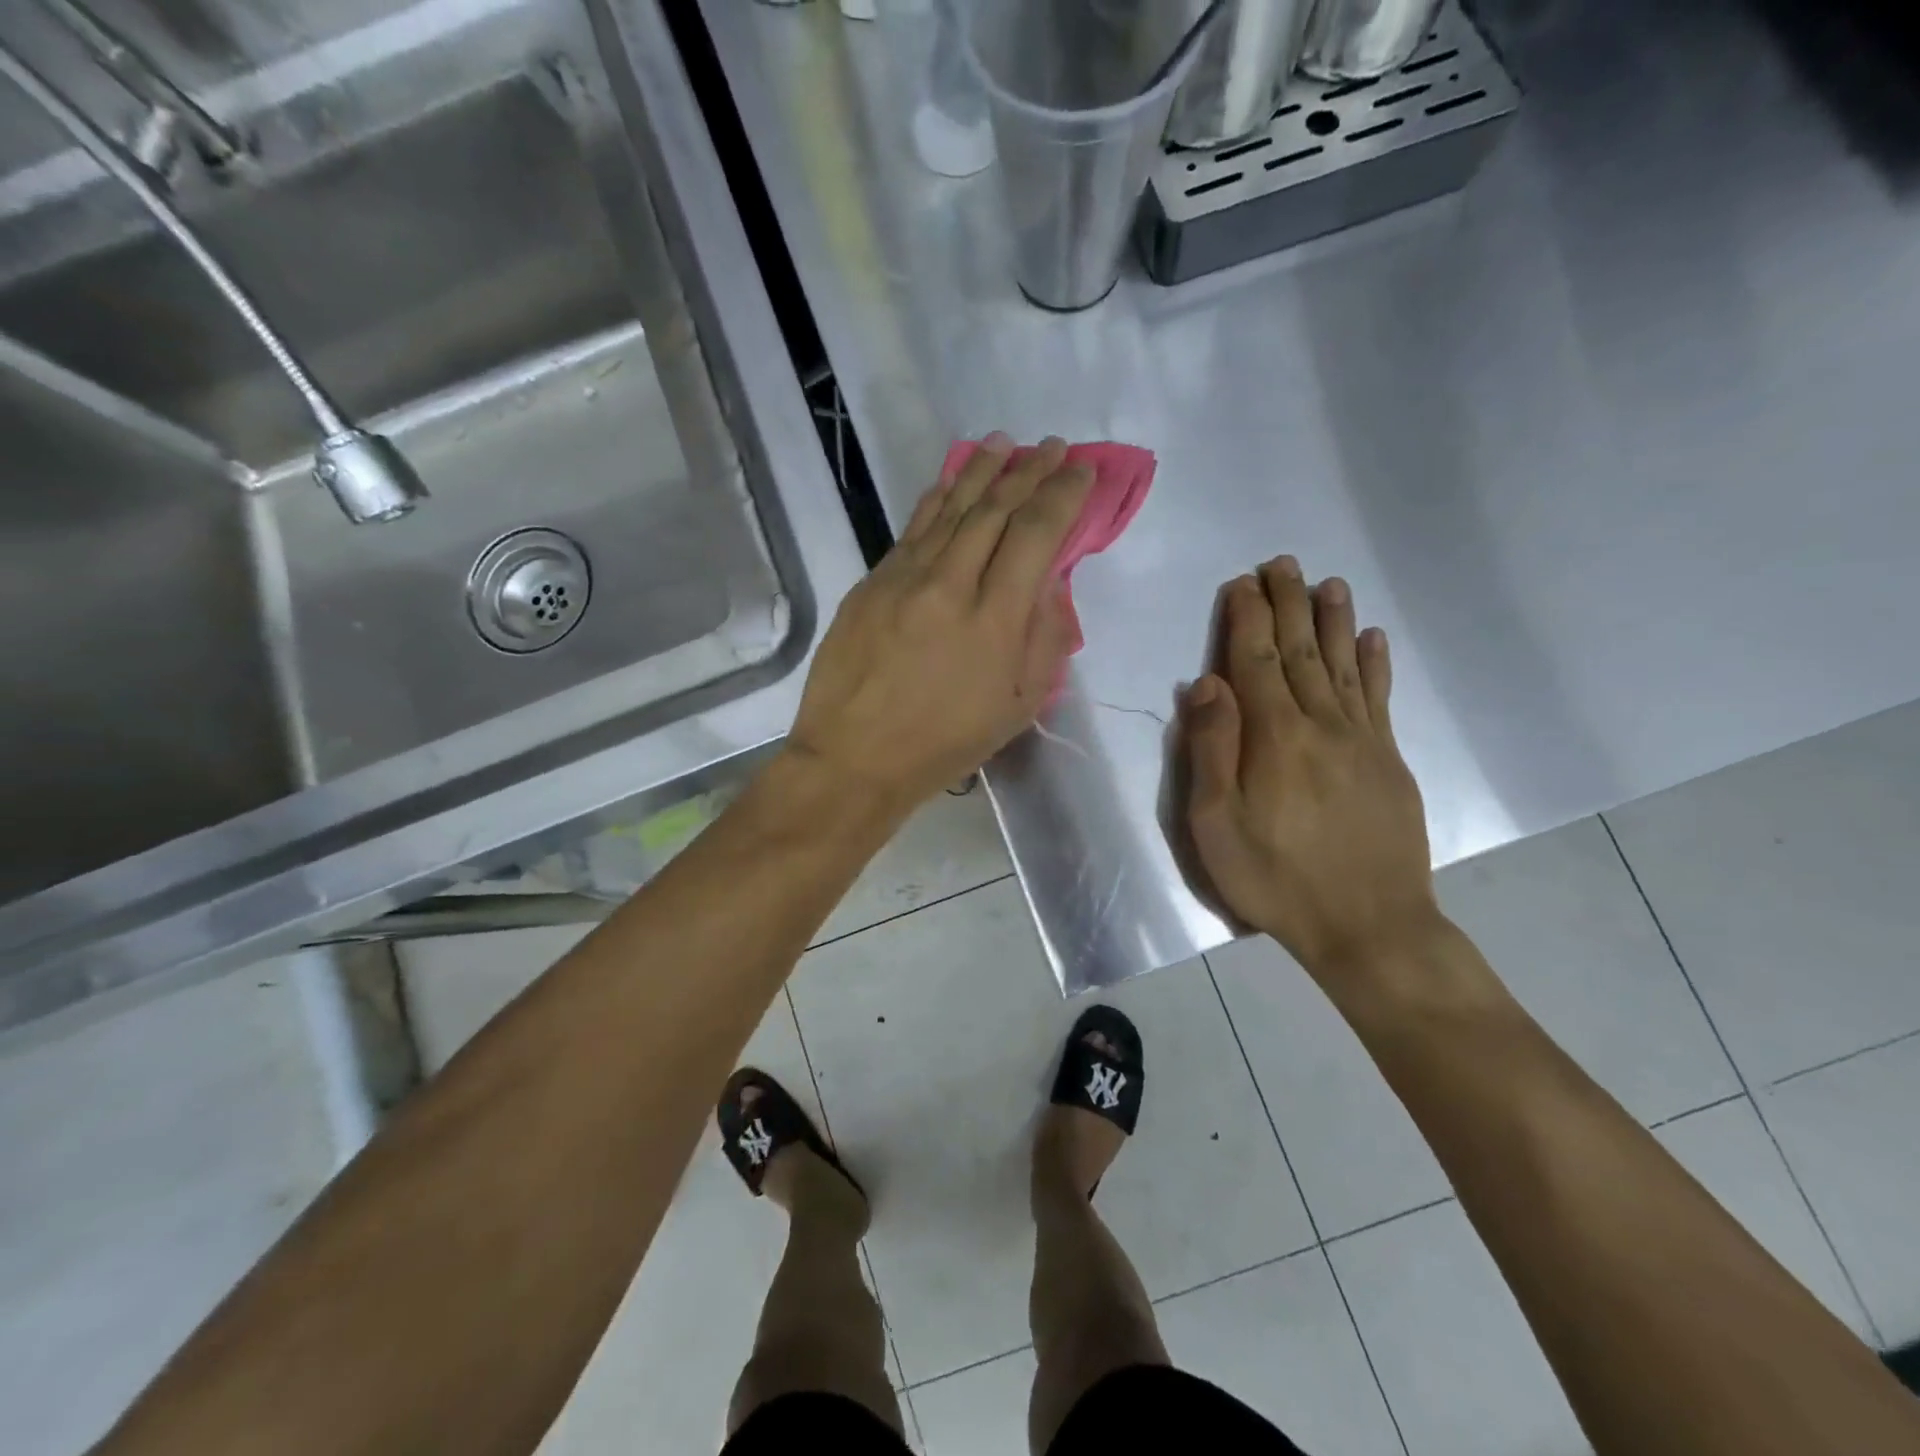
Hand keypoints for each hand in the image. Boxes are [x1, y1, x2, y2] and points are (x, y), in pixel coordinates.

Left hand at [787, 434, 1093, 813]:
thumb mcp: (1016, 707)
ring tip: (1006, 444)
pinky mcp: (871, 583)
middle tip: (1051, 446)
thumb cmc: (944, 744)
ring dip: (983, 471)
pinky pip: (912, 528)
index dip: (1062, 495)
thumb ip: (1042, 640)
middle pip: (995, 510)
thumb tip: (1050, 585)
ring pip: (950, 509)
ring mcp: (903, 579)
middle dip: (1029, 472)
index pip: (1036, 534)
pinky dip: (937, 499)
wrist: (854, 758)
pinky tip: (952, 480)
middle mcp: (949, 585)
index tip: (1080, 470)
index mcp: (994, 621)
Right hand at [1183, 557, 1438, 979]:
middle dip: (1288, 604)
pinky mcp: (1389, 760)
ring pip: (1344, 664)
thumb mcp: (1216, 824)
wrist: (1369, 926)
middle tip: (1282, 563)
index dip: (1246, 619)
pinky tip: (1373, 638)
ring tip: (1327, 583)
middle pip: (1302, 651)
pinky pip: (1380, 698)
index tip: (1240, 583)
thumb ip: (1211, 749)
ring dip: (1333, 620)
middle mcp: (1321, 724)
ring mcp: (1362, 740)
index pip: (1256, 661)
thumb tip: (1207, 683)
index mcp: (1274, 736)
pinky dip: (1375, 664)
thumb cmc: (1275, 878)